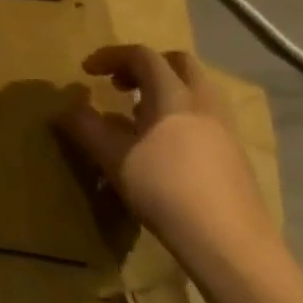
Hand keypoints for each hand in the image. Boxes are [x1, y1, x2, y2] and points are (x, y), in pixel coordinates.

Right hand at [57, 44, 280, 282]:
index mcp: (173, 95)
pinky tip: (166, 148)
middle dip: (146, 66)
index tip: (87, 71)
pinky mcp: (237, 156)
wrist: (232, 246)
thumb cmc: (166, 192)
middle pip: (178, 63)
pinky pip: (206, 116)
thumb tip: (66, 108)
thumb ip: (87, 128)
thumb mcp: (114, 159)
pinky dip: (182, 115)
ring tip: (140, 116)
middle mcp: (203, 103)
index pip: (142, 56)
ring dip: (166, 90)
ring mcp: (225, 129)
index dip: (111, 56)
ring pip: (196, 90)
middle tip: (121, 85)